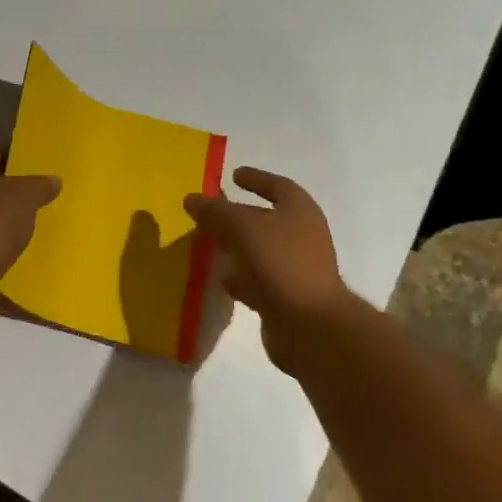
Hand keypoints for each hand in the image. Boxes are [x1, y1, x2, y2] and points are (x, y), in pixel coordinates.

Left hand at [0, 148, 60, 324]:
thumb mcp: (22, 197)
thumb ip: (39, 185)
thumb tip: (53, 179)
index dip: (18, 155)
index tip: (44, 162)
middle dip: (20, 194)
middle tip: (52, 196)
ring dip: (15, 228)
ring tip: (49, 228)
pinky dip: (11, 258)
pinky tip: (36, 260)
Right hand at [186, 167, 352, 372]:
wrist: (309, 325)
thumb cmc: (281, 262)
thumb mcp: (242, 227)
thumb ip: (216, 211)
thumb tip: (191, 199)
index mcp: (300, 212)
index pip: (278, 187)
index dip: (257, 179)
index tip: (233, 175)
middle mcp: (302, 237)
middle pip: (266, 219)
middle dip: (238, 215)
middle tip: (210, 211)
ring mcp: (295, 269)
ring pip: (259, 250)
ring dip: (236, 246)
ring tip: (208, 243)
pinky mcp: (285, 297)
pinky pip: (258, 279)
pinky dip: (240, 276)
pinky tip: (220, 278)